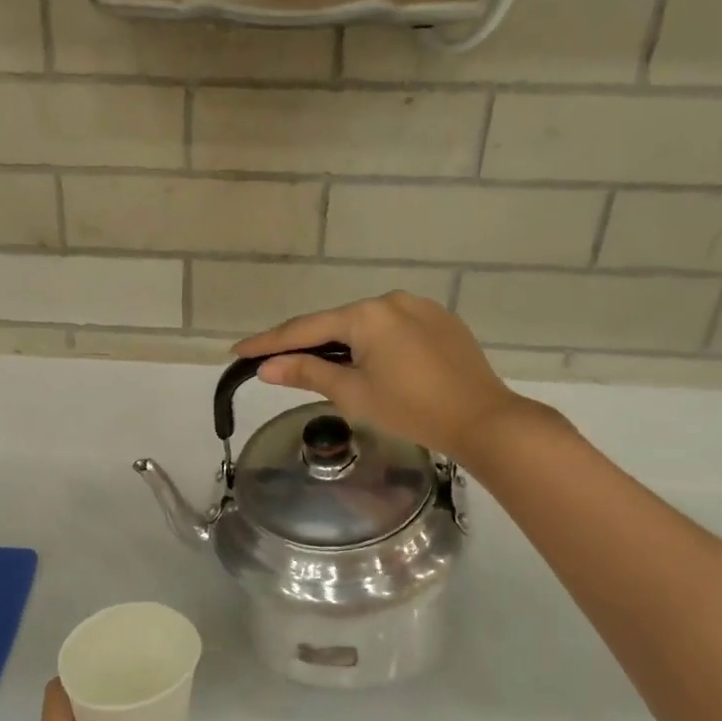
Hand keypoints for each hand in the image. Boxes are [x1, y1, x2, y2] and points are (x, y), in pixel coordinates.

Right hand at [233, 291, 549, 462]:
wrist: (484, 420)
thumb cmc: (412, 410)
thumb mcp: (353, 394)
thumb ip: (307, 373)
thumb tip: (267, 367)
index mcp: (367, 314)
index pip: (305, 329)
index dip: (269, 343)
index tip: (238, 350)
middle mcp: (391, 300)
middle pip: (336, 323)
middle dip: (307, 344)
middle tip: (278, 363)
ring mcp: (420, 307)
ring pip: (366, 325)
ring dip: (342, 344)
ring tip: (325, 368)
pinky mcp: (441, 321)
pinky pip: (393, 328)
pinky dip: (373, 344)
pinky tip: (372, 364)